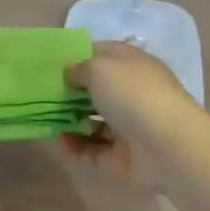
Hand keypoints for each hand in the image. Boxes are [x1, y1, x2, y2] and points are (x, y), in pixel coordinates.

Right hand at [59, 41, 202, 182]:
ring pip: (93, 122)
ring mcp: (129, 127)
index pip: (103, 53)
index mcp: (133, 65)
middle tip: (42, 94)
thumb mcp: (100, 68)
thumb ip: (80, 68)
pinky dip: (75, 147)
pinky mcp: (122, 157)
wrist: (167, 146)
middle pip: (96, 90)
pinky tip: (58, 142)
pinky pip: (92, 150)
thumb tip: (71, 73)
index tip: (53, 63)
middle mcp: (132, 93)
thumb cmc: (133, 95)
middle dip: (70, 92)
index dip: (79, 55)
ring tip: (45, 119)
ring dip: (70, 121)